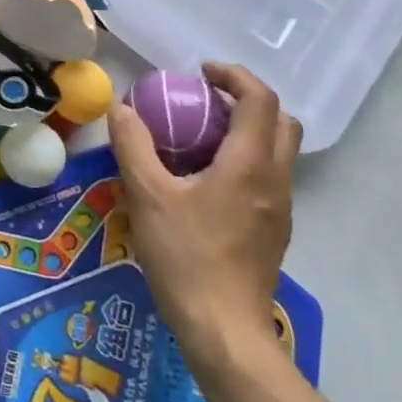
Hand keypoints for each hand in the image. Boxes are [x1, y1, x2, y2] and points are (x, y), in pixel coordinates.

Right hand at [108, 62, 299, 364]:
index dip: (233, 75)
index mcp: (250, 165)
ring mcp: (280, 209)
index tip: (199, 72)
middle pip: (280, 121)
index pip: (260, 100)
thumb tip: (122, 109)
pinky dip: (243, 159)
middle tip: (204, 100)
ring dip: (246, 130)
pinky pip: (266, 177)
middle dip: (246, 100)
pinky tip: (204, 180)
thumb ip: (133, 145)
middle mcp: (275, 180)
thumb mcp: (147, 195)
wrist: (224, 329)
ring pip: (277, 151)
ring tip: (198, 137)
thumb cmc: (186, 256)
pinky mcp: (273, 231)